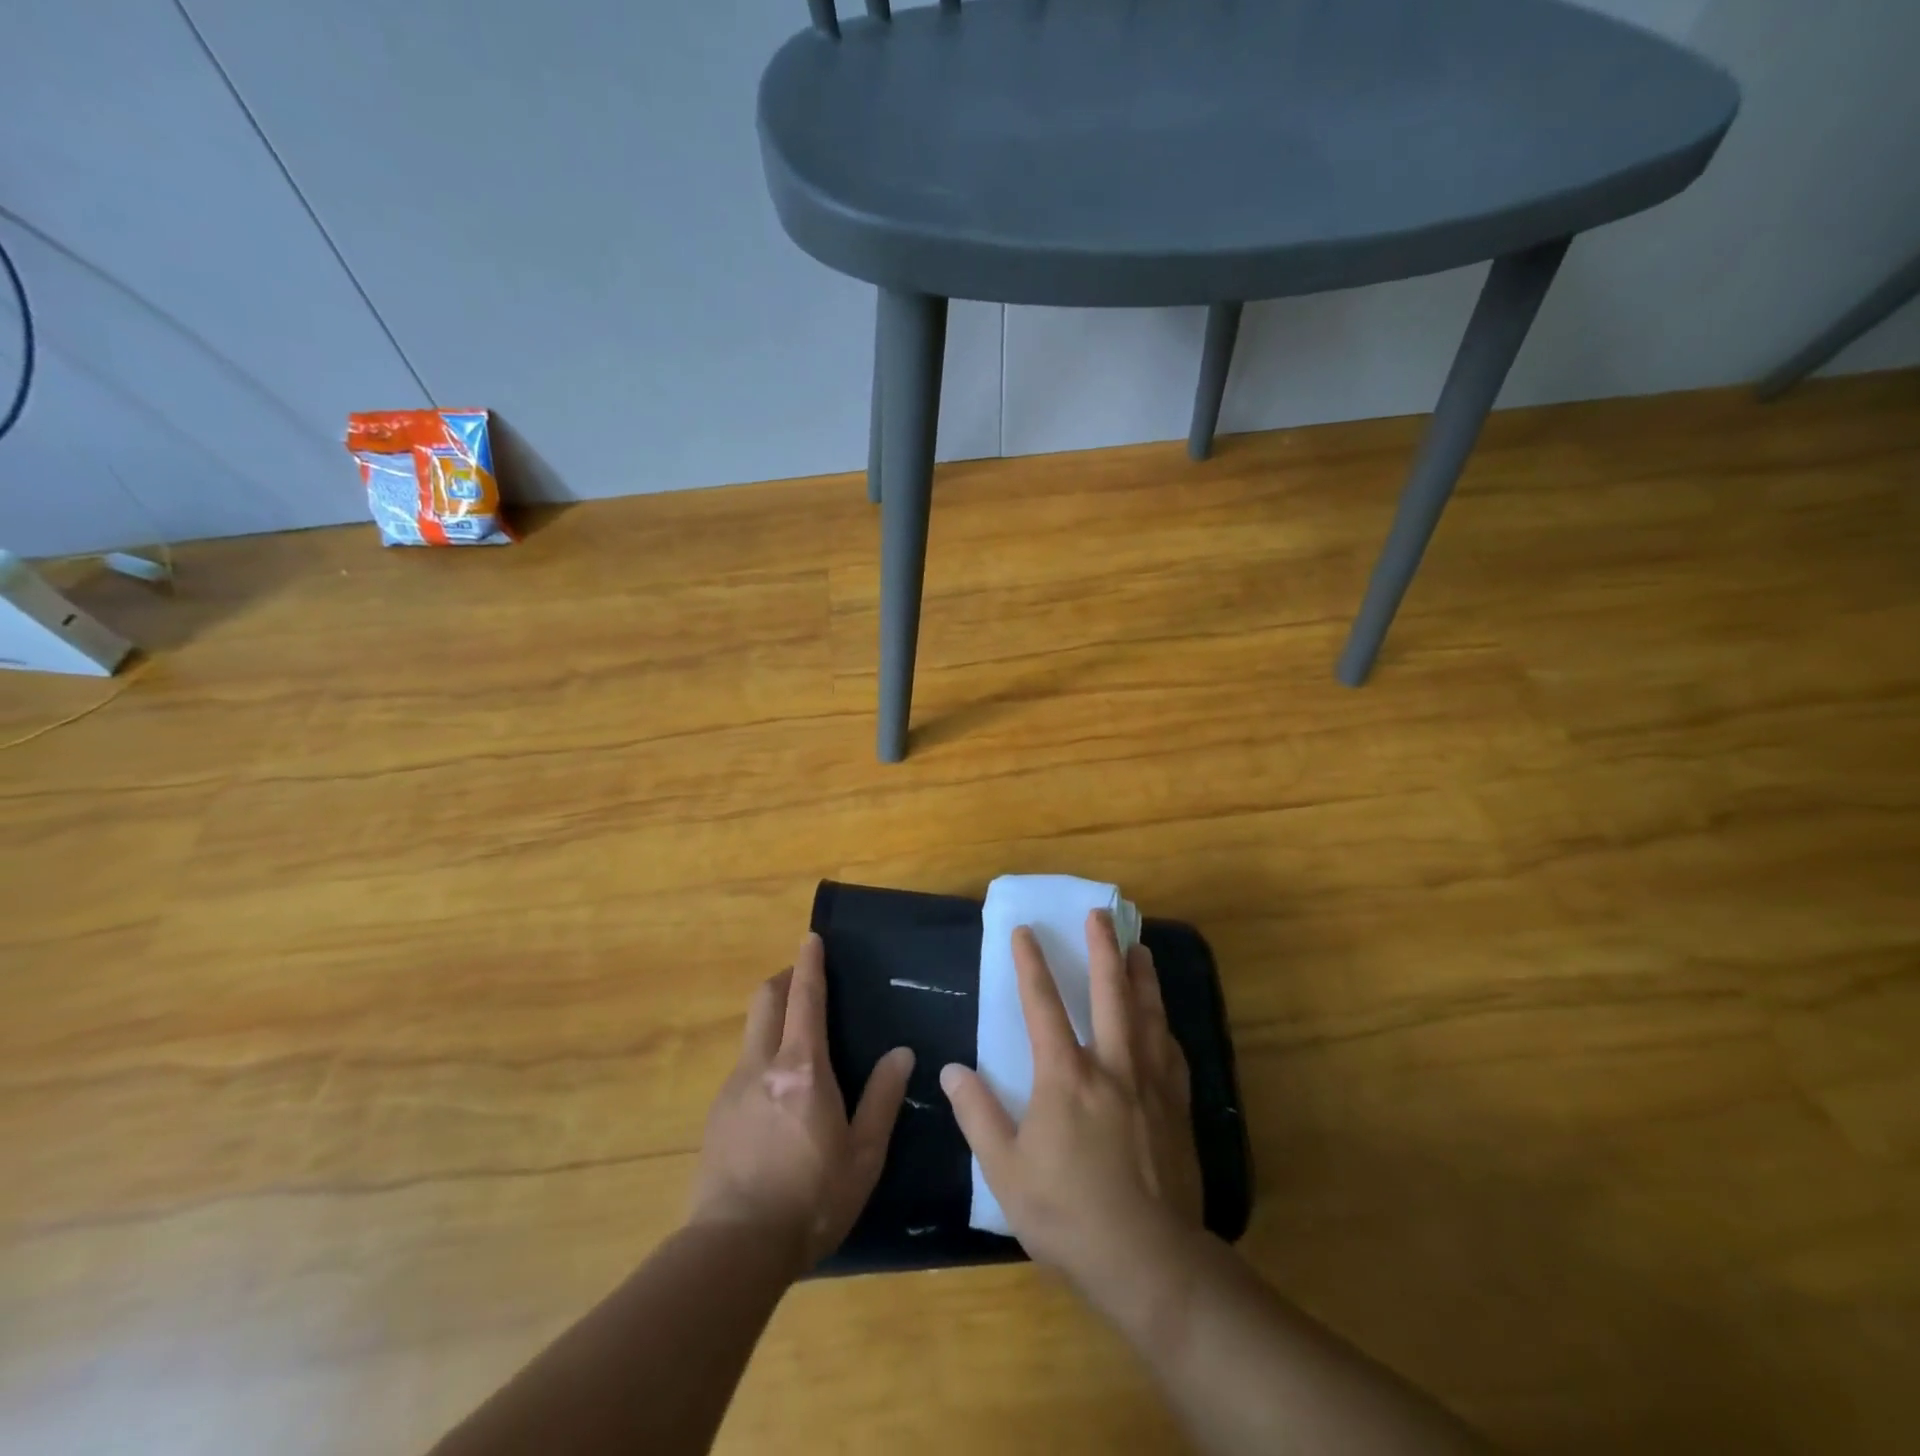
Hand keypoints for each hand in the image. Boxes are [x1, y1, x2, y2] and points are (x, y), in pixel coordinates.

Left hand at [690, 933, 913, 1269]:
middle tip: (804, 978)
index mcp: (802, 1069)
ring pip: (751, 1033)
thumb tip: (901, 1053)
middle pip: (765, 1000)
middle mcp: (762, 1066)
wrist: (734, 1250)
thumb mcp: (863, 1155)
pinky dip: (761, 1057)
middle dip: (783, 979)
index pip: (805, 998)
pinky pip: (743, 1068)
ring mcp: (733, 1089)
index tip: (811, 938)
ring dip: (772, 1018)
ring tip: (796, 1041)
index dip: (809, 964)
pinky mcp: (716, 1116)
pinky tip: (776, 1095)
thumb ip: (882, 1099)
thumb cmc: (811, 1200)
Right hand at [940, 911, 1202, 1294]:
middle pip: (1109, 993)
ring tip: (1140, 948)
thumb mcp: (1007, 1172)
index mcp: (1066, 1077)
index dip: (1032, 964)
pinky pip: (1172, 1053)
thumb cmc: (1069, 1215)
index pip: (1043, 1005)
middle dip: (1103, 949)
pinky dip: (1165, 1026)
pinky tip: (1164, 1021)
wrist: (1150, 1261)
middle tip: (1101, 915)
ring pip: (1148, 1014)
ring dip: (1142, 976)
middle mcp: (1112, 1066)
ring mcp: (1150, 1085)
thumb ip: (978, 1115)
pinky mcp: (1177, 1108)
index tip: (1024, 930)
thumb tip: (953, 1070)